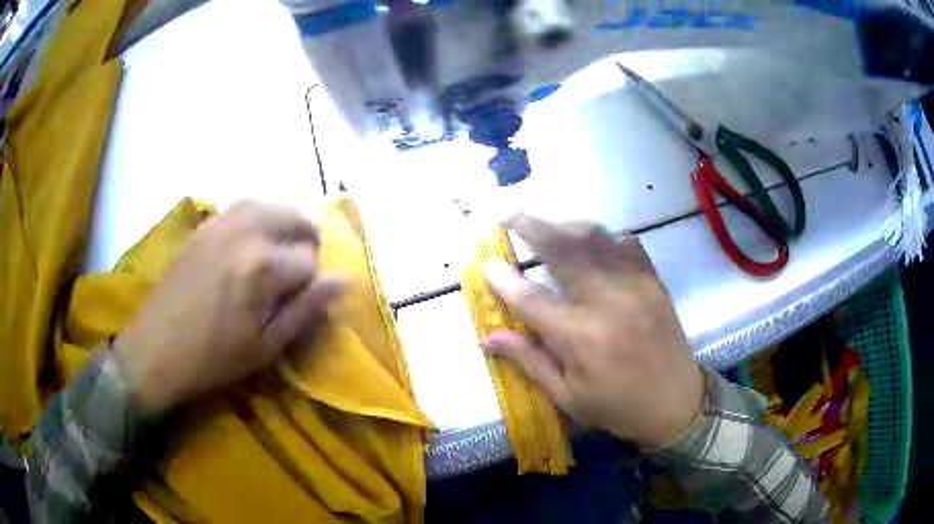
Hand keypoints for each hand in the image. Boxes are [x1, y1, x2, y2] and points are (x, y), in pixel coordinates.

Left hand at [113, 201, 344, 413]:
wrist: (156, 349)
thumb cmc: (213, 358)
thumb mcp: (265, 346)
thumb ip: (305, 309)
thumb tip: (343, 280)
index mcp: (263, 267)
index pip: (310, 260)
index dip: (314, 280)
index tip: (304, 299)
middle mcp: (245, 232)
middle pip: (295, 216)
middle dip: (308, 239)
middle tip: (300, 268)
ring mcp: (220, 223)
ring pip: (269, 203)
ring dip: (285, 221)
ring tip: (282, 247)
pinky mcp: (203, 226)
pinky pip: (241, 206)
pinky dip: (258, 216)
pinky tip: (252, 240)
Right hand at [482, 216, 703, 447]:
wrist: (677, 404)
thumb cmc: (617, 407)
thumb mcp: (567, 396)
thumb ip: (528, 360)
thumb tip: (488, 337)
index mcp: (580, 337)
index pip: (531, 298)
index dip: (504, 279)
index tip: (486, 263)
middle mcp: (607, 301)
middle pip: (563, 249)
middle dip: (531, 226)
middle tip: (508, 216)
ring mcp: (635, 285)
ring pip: (595, 237)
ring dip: (564, 224)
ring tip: (545, 224)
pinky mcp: (654, 281)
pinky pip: (628, 244)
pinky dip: (604, 236)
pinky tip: (592, 241)